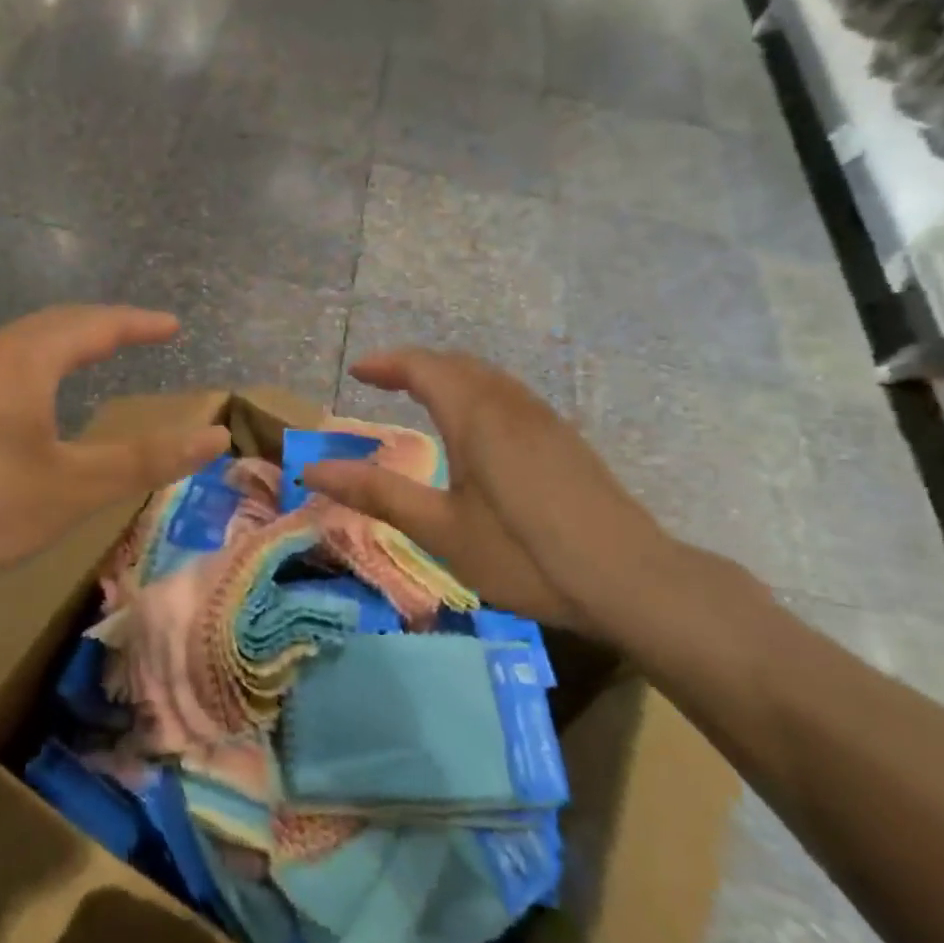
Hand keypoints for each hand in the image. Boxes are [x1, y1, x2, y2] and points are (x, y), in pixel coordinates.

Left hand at [0, 306, 230, 589]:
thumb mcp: (72, 488)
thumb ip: (144, 459)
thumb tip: (214, 434)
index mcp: (24, 361)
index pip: (94, 325)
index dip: (137, 324)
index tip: (172, 325)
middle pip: (53, 324)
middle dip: (101, 326)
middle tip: (136, 333)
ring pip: (18, 344)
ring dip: (60, 343)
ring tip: (86, 356)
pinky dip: (32, 367)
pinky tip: (24, 401)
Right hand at [301, 349, 684, 639]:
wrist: (630, 579)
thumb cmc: (524, 553)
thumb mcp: (440, 529)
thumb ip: (377, 493)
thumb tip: (313, 469)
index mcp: (476, 416)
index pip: (423, 367)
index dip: (386, 363)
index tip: (355, 371)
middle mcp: (510, 405)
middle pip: (457, 364)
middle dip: (415, 365)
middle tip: (382, 381)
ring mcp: (544, 420)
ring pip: (488, 378)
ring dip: (449, 376)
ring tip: (422, 397)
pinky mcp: (565, 441)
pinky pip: (509, 396)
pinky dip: (476, 393)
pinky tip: (477, 429)